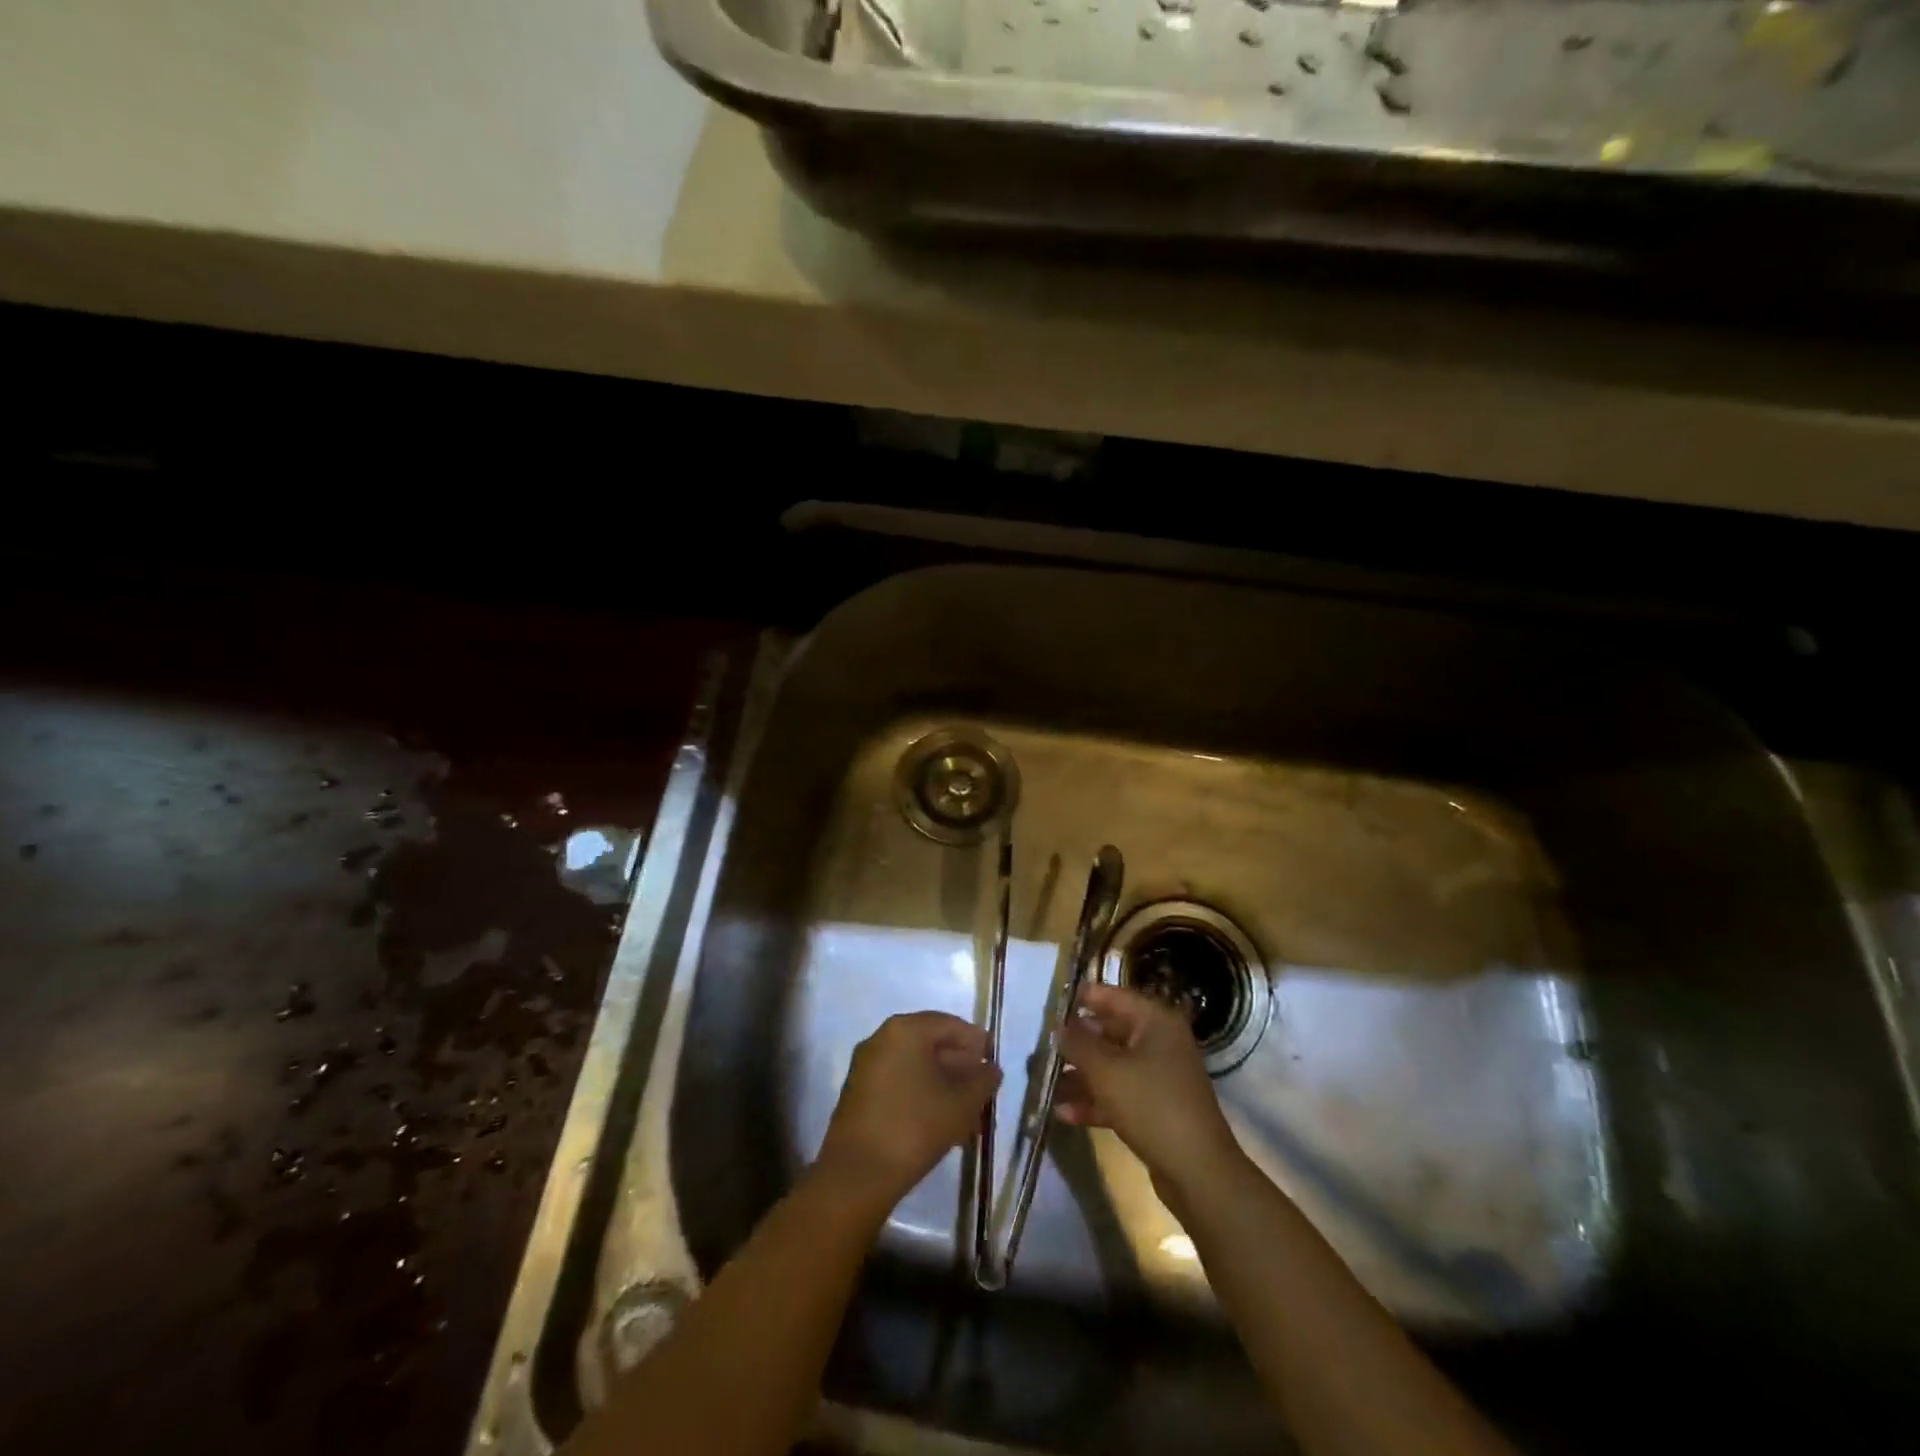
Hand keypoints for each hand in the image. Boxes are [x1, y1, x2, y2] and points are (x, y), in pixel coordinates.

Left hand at [815, 1011, 1000, 1208]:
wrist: (857, 1175)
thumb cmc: (915, 1126)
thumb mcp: (962, 1103)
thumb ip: (983, 1080)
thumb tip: (991, 1069)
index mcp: (904, 1030)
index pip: (948, 1024)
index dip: (975, 1040)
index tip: (993, 1059)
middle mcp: (881, 1039)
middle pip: (930, 1043)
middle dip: (959, 1065)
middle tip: (982, 1087)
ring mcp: (866, 1066)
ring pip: (915, 1066)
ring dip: (943, 1083)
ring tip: (967, 1110)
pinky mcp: (858, 1094)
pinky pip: (899, 1082)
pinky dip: (922, 1094)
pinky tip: (941, 1120)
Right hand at [1055, 982, 1242, 1197]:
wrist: (1198, 1172)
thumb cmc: (1151, 1106)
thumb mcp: (1106, 1070)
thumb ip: (1078, 1043)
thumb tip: (1059, 1025)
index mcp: (1156, 1021)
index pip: (1113, 996)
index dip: (1081, 998)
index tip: (1049, 1004)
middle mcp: (1160, 1042)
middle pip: (1110, 1032)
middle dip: (1076, 1042)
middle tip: (1042, 1046)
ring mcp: (1159, 1077)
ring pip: (1112, 1066)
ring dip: (1080, 1075)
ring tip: (1045, 1082)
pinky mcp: (1155, 1108)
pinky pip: (1119, 1094)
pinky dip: (1094, 1100)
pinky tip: (1063, 1113)